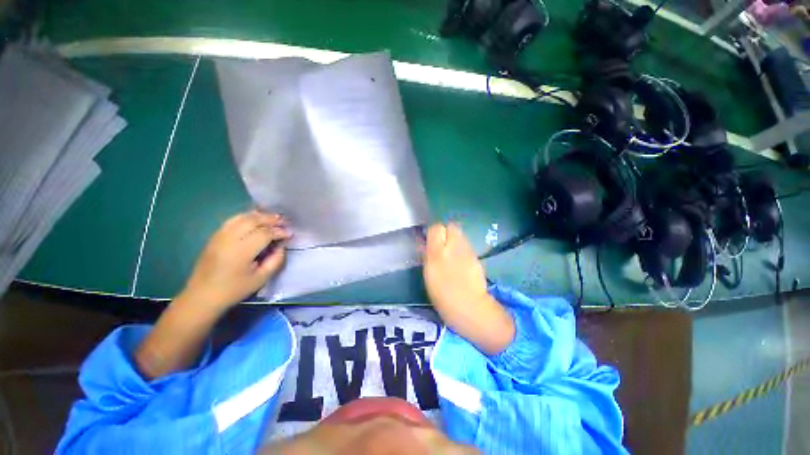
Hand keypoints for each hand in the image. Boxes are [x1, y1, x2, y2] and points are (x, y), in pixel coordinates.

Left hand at [180, 210, 290, 311]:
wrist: (202, 296)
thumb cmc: (234, 290)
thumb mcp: (261, 278)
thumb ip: (275, 260)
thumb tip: (281, 246)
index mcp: (242, 252)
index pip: (265, 233)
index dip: (279, 232)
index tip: (290, 234)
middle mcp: (229, 239)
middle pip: (253, 220)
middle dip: (270, 219)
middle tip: (284, 221)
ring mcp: (219, 236)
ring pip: (241, 217)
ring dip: (258, 215)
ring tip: (271, 218)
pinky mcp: (214, 237)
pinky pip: (232, 221)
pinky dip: (246, 217)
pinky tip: (254, 220)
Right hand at [423, 223, 513, 354]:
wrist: (471, 308)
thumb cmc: (443, 296)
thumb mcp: (429, 275)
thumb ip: (426, 255)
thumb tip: (424, 242)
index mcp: (437, 253)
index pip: (436, 228)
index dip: (433, 231)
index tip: (430, 239)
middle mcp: (454, 247)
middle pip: (451, 226)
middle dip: (446, 231)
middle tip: (441, 243)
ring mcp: (467, 251)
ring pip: (460, 234)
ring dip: (454, 238)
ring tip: (451, 252)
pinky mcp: (476, 256)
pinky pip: (467, 244)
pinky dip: (462, 247)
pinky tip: (460, 260)